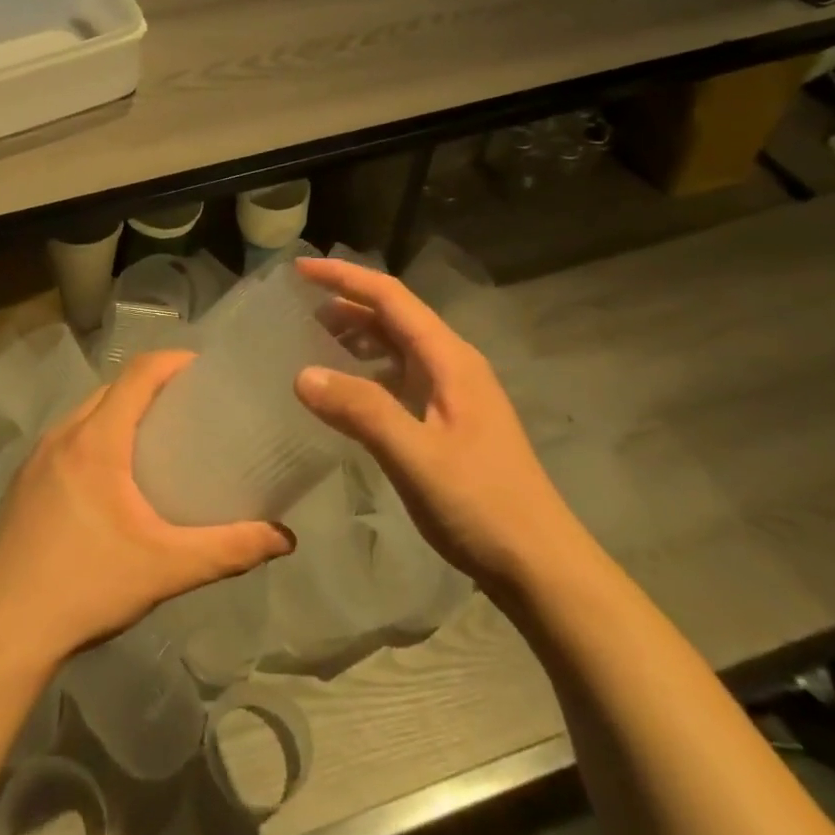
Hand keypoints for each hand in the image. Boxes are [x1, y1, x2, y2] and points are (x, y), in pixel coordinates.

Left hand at [0, 351, 293, 676]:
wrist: (0, 630)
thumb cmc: (86, 586)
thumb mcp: (166, 568)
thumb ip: (228, 550)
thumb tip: (284, 539)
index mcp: (96, 440)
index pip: (138, 374)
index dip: (173, 361)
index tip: (206, 370)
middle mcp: (62, 436)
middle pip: (111, 390)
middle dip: (151, 387)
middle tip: (191, 410)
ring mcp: (36, 459)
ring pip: (85, 415)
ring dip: (120, 413)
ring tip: (157, 441)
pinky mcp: (22, 483)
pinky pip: (67, 440)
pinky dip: (95, 438)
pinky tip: (112, 481)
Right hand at [292, 257, 583, 595]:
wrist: (539, 565)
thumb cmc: (482, 505)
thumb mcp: (416, 457)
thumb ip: (362, 411)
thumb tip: (302, 374)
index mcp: (451, 360)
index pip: (392, 298)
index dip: (345, 278)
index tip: (299, 269)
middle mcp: (454, 366)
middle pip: (394, 317)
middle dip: (346, 303)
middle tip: (295, 306)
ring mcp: (453, 395)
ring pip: (397, 348)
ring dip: (356, 336)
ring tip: (310, 339)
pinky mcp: (448, 422)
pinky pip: (399, 379)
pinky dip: (367, 371)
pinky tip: (343, 390)